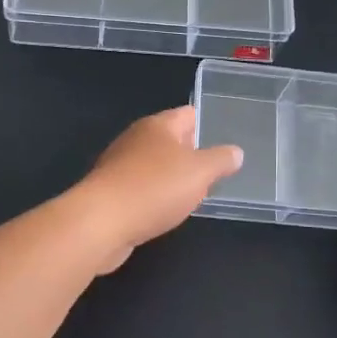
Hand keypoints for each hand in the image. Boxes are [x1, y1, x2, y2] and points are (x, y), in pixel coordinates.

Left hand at [77, 107, 243, 271]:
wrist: (101, 223)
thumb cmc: (154, 188)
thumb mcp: (200, 172)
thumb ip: (220, 160)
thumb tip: (235, 152)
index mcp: (157, 126)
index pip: (187, 114)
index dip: (206, 123)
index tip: (224, 136)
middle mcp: (136, 139)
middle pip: (169, 139)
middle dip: (190, 152)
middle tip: (214, 168)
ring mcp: (119, 165)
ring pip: (154, 165)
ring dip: (171, 176)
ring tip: (194, 192)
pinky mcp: (109, 192)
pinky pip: (140, 188)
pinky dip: (154, 195)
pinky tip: (165, 211)